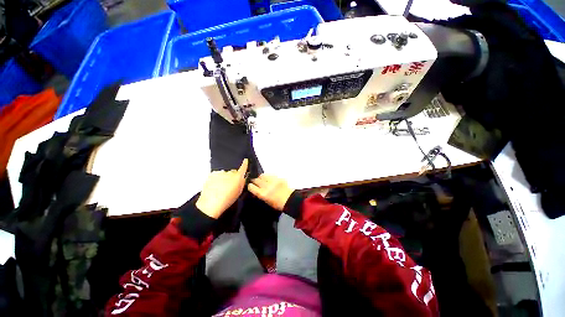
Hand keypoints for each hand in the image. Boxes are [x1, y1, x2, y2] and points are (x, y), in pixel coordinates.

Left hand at [196, 159, 247, 218]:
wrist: (211, 203)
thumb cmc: (226, 200)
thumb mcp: (238, 192)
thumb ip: (241, 183)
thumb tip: (243, 178)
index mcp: (238, 177)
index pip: (244, 167)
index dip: (245, 163)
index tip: (246, 160)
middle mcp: (230, 173)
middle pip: (233, 171)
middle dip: (232, 175)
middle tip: (229, 184)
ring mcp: (221, 172)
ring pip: (224, 173)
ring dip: (224, 177)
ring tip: (221, 187)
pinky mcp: (212, 174)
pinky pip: (216, 174)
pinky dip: (216, 178)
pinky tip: (215, 186)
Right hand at [248, 174, 294, 210]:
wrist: (290, 200)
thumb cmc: (278, 204)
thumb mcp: (266, 201)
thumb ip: (260, 194)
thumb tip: (255, 190)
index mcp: (262, 194)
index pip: (251, 187)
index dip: (250, 186)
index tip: (251, 186)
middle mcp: (266, 186)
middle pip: (256, 180)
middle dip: (255, 181)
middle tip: (256, 182)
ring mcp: (272, 181)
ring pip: (262, 175)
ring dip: (261, 177)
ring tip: (263, 180)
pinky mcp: (278, 178)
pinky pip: (270, 174)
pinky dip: (268, 176)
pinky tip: (270, 179)